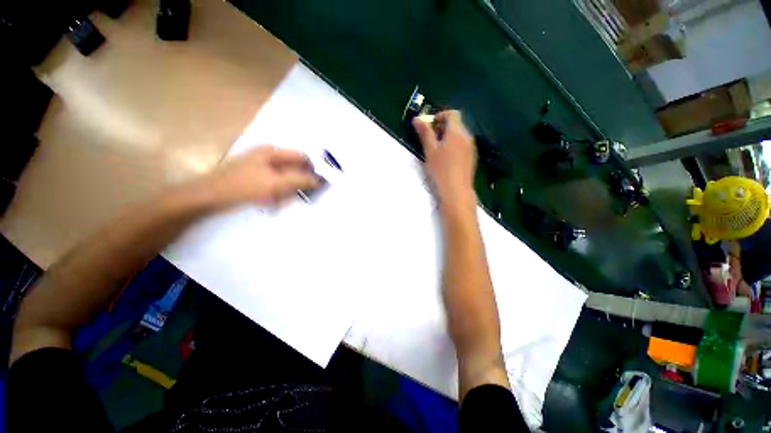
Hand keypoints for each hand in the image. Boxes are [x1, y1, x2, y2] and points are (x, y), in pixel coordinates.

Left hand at [201, 146, 319, 208]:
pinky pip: (274, 185)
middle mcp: (268, 156)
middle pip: (293, 168)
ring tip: (280, 201)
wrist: (208, 196)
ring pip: (284, 179)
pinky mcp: (255, 178)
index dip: (313, 168)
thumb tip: (318, 181)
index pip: (302, 157)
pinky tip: (272, 202)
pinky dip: (277, 194)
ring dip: (287, 191)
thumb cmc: (244, 186)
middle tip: (298, 195)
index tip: (319, 183)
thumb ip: (300, 181)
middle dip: (298, 183)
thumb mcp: (276, 183)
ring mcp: (260, 167)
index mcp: (273, 152)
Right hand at [413, 110, 476, 209]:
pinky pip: (463, 144)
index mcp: (456, 132)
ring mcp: (471, 147)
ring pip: (460, 135)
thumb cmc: (441, 169)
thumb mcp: (430, 151)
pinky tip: (448, 159)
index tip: (430, 126)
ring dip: (449, 136)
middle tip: (431, 139)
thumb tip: (416, 118)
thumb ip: (425, 133)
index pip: (452, 114)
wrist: (456, 190)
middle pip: (457, 124)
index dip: (440, 115)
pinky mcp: (472, 157)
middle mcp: (467, 136)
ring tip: (438, 150)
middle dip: (443, 127)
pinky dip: (455, 145)